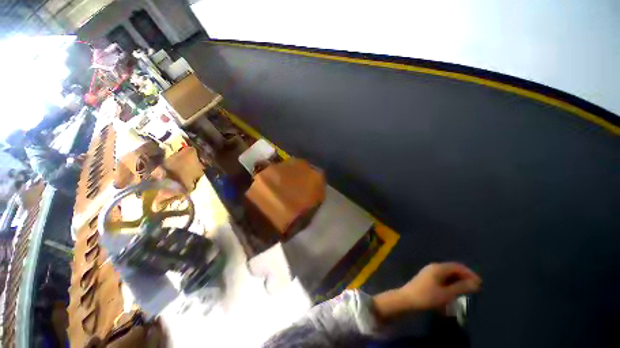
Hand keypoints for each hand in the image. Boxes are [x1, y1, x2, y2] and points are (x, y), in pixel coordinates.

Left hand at [373, 262, 480, 321]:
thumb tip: (476, 283)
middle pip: (452, 269)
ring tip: (467, 291)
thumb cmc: (427, 297)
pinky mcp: (427, 279)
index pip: (457, 266)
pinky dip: (450, 283)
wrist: (407, 299)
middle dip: (464, 277)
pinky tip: (454, 291)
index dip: (469, 273)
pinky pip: (442, 278)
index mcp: (438, 268)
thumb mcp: (447, 294)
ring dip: (457, 281)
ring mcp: (429, 272)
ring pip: (447, 274)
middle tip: (475, 288)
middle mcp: (434, 267)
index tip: (480, 283)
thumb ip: (461, 287)